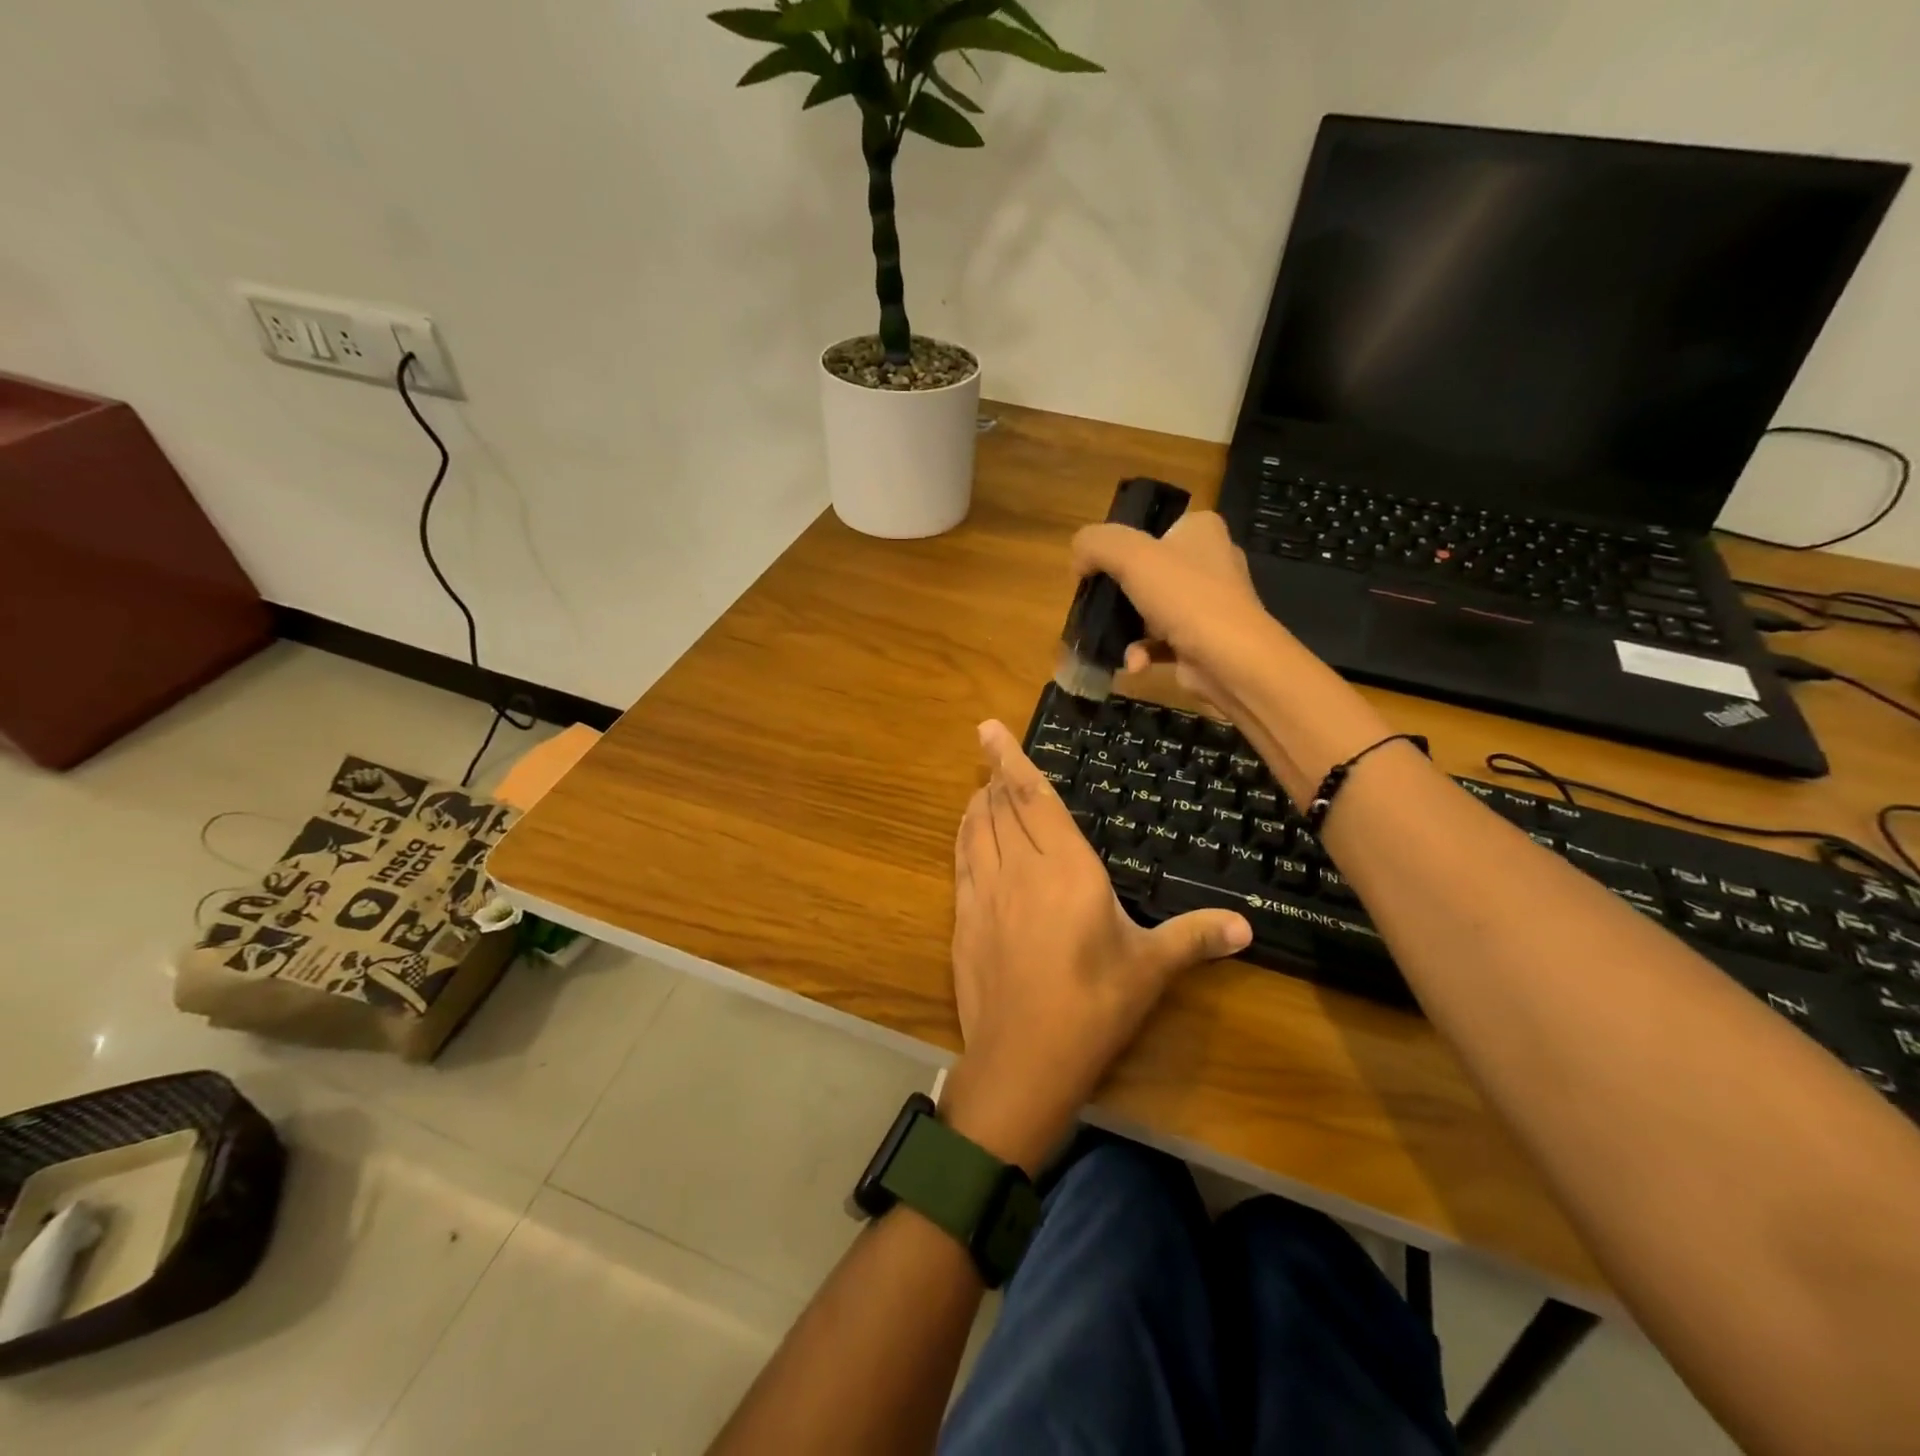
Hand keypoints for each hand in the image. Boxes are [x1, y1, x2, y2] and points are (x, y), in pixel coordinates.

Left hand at [942, 721, 1251, 1171]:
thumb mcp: (1151, 968)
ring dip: (978, 803)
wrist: (1024, 1058)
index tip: (989, 728)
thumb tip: (1247, 926)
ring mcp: (985, 892)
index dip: (1010, 759)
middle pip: (1000, 806)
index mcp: (1066, 867)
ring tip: (982, 787)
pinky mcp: (964, 918)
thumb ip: (1195, 937)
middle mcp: (1020, 868)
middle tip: (992, 752)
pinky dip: (963, 836)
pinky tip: (967, 834)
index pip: (1033, 798)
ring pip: (975, 829)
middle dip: (995, 775)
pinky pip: (961, 860)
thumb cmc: (1094, 1006)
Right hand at [1071, 510, 1392, 800]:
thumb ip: (1095, 544)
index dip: (1117, 549)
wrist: (1231, 660)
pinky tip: (1134, 664)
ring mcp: (1208, 604)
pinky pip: (1161, 642)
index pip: (1149, 529)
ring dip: (1126, 629)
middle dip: (1117, 596)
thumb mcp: (1130, 555)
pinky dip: (1143, 652)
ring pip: (1149, 609)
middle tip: (1096, 609)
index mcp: (1200, 530)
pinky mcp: (1202, 640)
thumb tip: (1078, 561)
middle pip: (1145, 572)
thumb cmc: (1185, 597)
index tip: (1094, 572)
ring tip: (1111, 642)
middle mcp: (1208, 562)